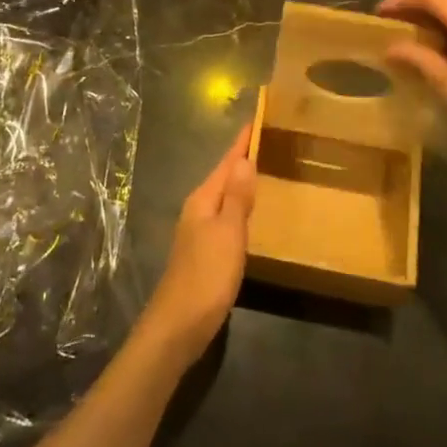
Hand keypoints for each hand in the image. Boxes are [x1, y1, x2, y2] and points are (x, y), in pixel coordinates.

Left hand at [139, 124, 256, 366]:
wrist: (177, 327)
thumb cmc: (206, 276)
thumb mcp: (228, 234)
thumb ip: (237, 198)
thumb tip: (244, 158)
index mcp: (203, 200)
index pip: (226, 162)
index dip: (242, 142)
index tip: (257, 119)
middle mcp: (198, 209)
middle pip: (223, 176)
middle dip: (242, 158)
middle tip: (269, 141)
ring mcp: (198, 232)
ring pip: (223, 196)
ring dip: (241, 183)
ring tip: (264, 170)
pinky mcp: (203, 253)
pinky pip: (225, 217)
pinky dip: (239, 207)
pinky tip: (250, 214)